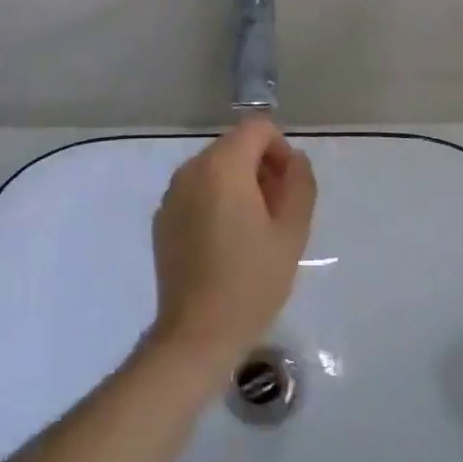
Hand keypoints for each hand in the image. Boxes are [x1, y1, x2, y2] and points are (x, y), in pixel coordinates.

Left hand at [149, 119, 315, 372]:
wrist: (197, 333)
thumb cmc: (251, 280)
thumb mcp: (292, 231)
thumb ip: (299, 183)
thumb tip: (293, 159)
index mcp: (222, 165)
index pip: (257, 128)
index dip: (280, 148)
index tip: (289, 186)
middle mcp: (191, 168)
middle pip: (234, 146)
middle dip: (260, 167)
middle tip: (278, 211)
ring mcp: (172, 193)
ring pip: (214, 169)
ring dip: (238, 184)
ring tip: (254, 230)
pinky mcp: (162, 217)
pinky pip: (196, 192)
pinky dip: (215, 201)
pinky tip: (225, 243)